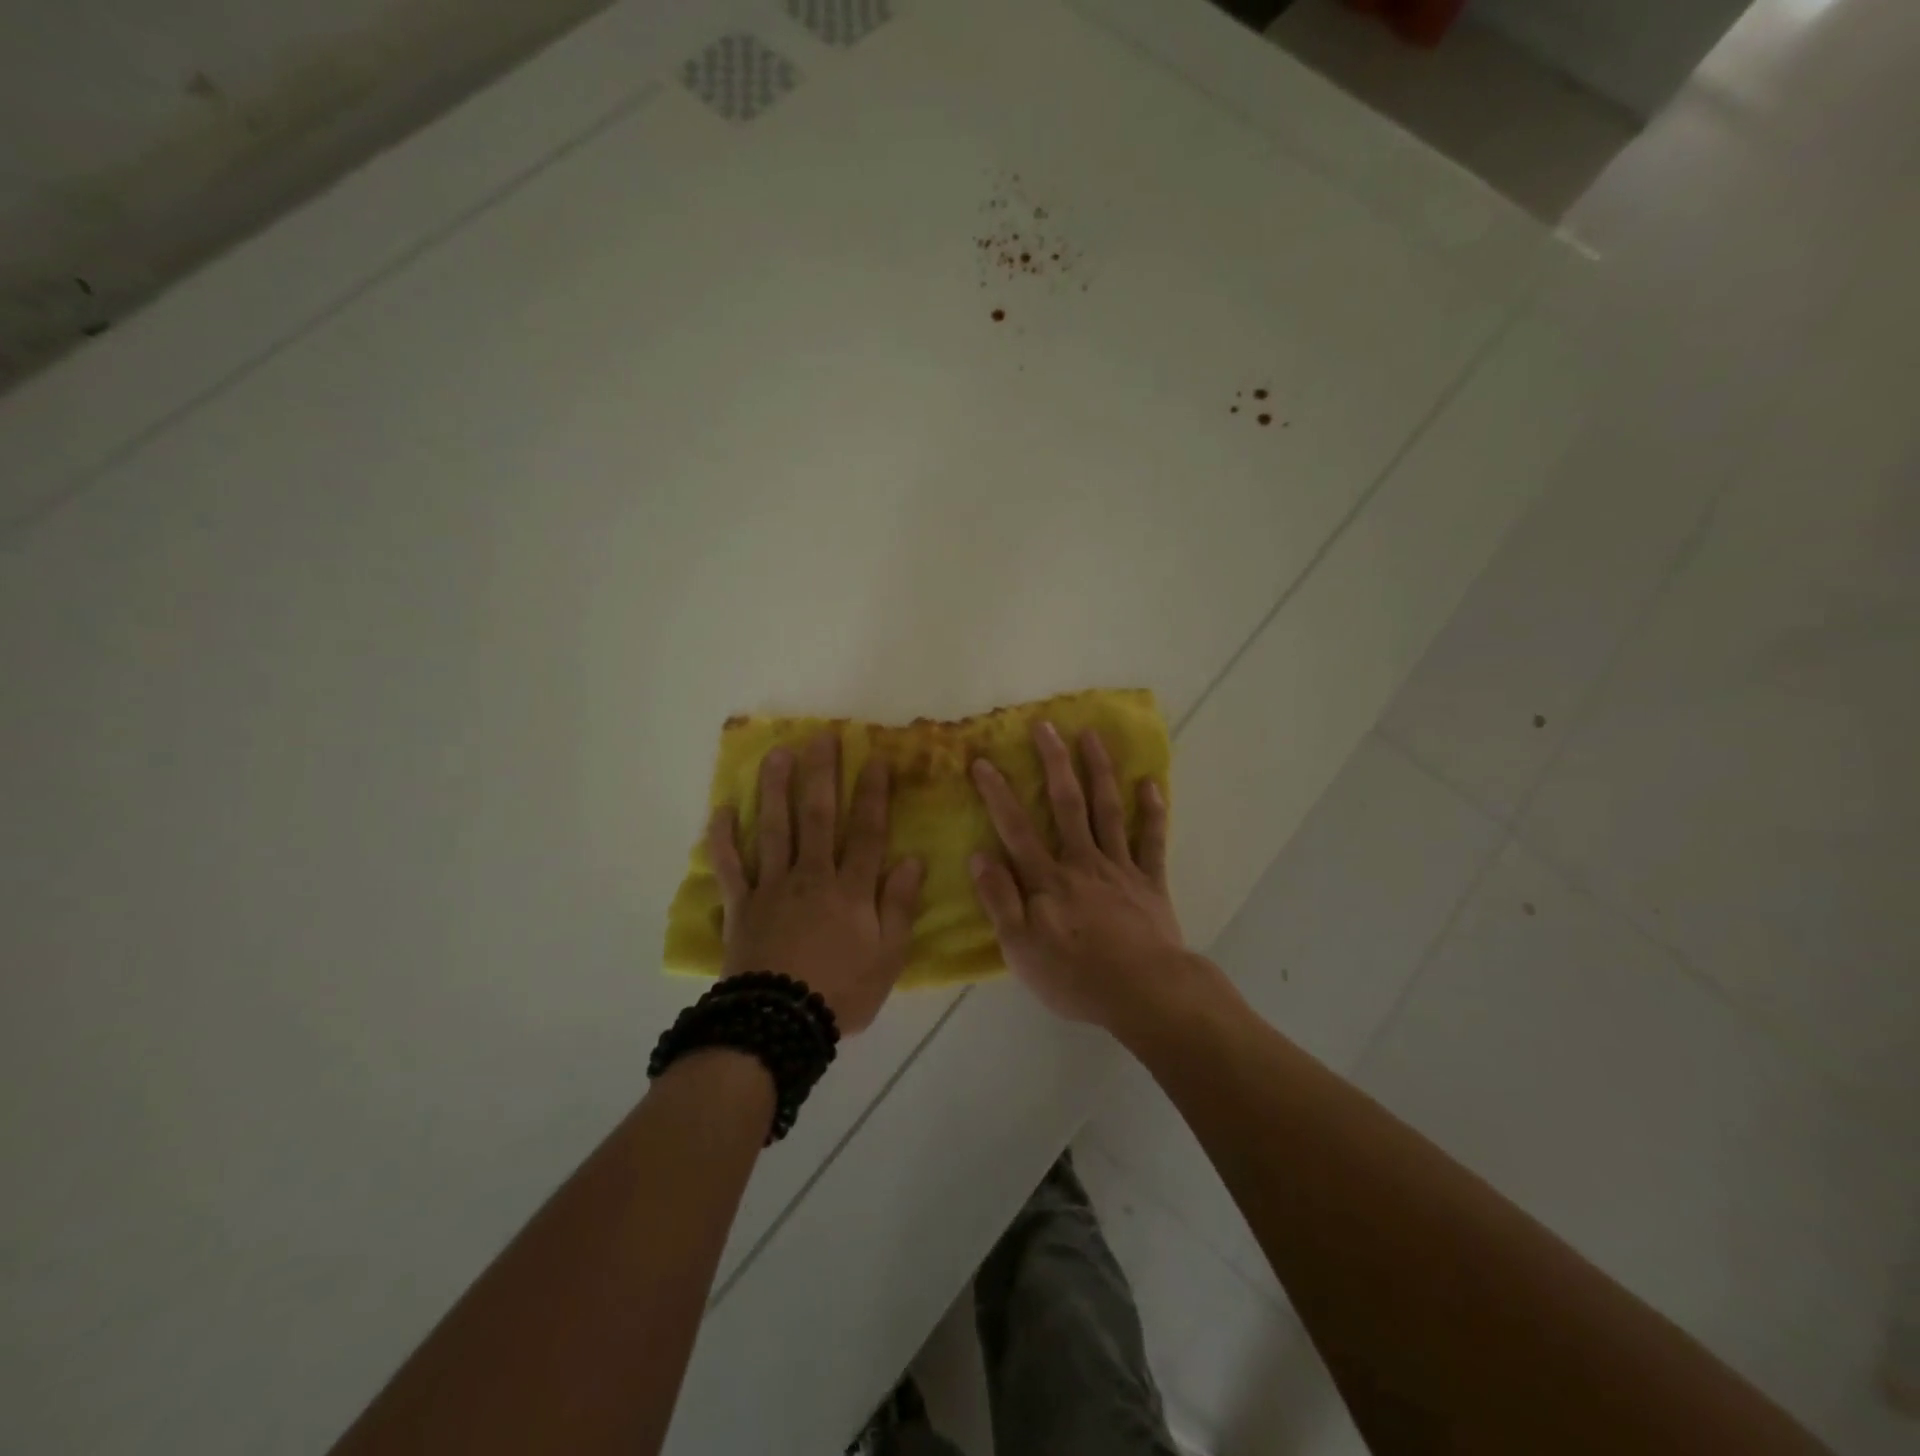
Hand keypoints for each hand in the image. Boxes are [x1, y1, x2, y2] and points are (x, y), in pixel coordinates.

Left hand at [706, 733, 924, 1035]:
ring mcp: (772, 887)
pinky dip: (723, 839)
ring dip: (775, 789)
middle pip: (817, 816)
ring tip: (776, 755)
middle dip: (821, 774)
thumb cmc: (841, 992)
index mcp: (850, 889)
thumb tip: (913, 860)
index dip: (872, 793)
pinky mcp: (740, 906)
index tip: (875, 757)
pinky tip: (721, 811)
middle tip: (821, 737)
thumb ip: (900, 906)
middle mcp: (811, 876)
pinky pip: (730, 867)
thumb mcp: (888, 957)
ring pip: (774, 829)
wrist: (779, 1025)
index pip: (866, 831)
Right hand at [968, 721, 1185, 1029]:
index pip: (1016, 828)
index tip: (983, 761)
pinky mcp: (1150, 882)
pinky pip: (1152, 841)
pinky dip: (1152, 811)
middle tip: (1045, 726)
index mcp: (1048, 879)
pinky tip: (1151, 784)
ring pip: (1107, 810)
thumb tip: (979, 855)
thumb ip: (1000, 900)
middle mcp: (1082, 862)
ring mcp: (1120, 868)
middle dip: (1054, 762)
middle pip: (1066, 804)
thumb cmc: (1075, 977)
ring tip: (1092, 736)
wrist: (1145, 994)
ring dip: (1099, 770)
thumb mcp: (1021, 949)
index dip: (997, 793)